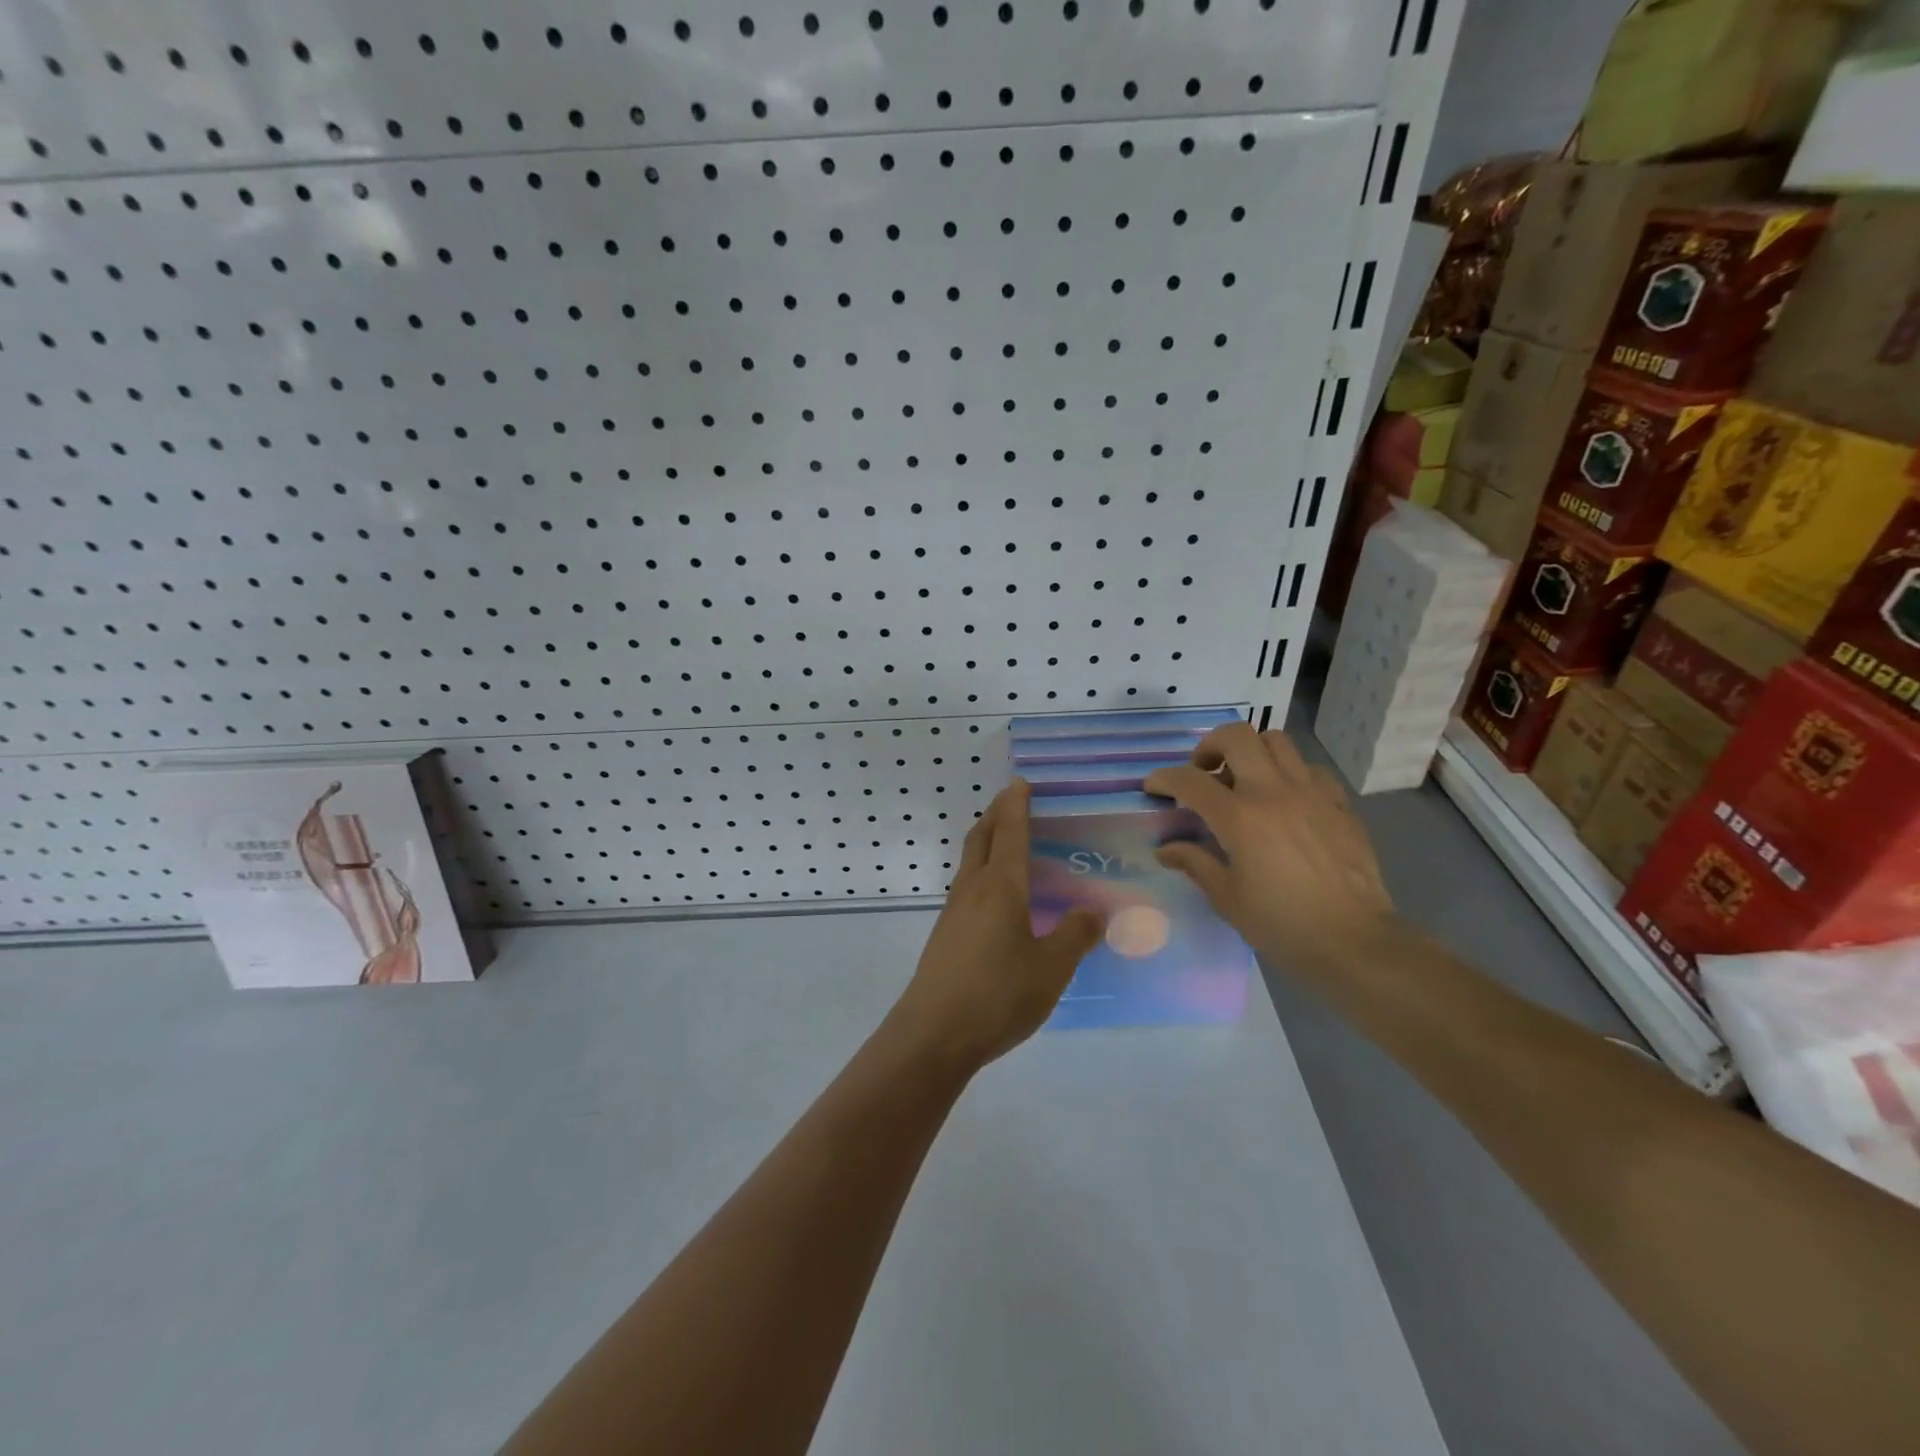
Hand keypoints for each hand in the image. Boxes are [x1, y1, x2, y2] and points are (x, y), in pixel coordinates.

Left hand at [891, 781, 1105, 1070]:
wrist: (932, 1035)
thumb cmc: (996, 995)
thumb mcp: (1050, 969)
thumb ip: (1074, 937)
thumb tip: (1093, 911)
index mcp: (1000, 887)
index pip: (1010, 834)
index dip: (1016, 806)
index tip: (1019, 783)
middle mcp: (972, 890)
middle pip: (981, 838)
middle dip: (996, 814)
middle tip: (1011, 800)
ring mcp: (953, 913)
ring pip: (970, 862)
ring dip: (986, 841)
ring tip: (1004, 840)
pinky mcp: (945, 936)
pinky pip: (966, 886)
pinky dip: (981, 870)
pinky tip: (994, 895)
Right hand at [1144, 724, 1397, 977]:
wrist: (1355, 941)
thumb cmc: (1282, 924)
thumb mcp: (1227, 898)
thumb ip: (1194, 863)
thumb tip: (1166, 849)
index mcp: (1239, 817)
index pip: (1190, 780)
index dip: (1164, 778)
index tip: (1154, 787)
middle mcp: (1273, 792)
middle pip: (1236, 736)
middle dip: (1210, 746)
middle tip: (1203, 772)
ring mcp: (1311, 793)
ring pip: (1276, 741)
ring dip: (1251, 753)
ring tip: (1243, 780)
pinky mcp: (1339, 804)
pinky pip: (1309, 769)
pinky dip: (1289, 774)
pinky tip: (1285, 801)